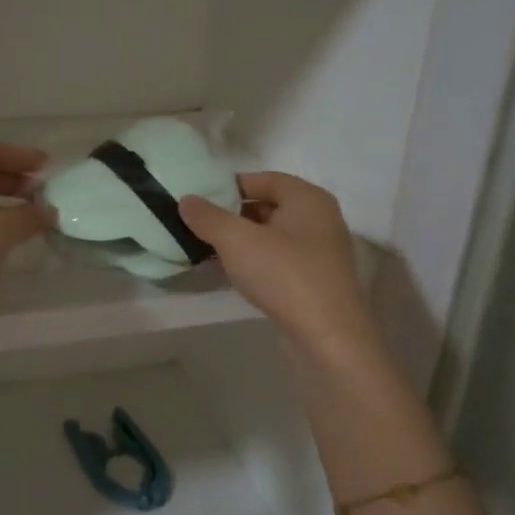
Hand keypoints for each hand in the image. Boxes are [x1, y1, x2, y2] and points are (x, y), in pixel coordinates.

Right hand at [179, 173, 377, 359]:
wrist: (327, 336)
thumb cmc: (284, 275)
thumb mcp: (236, 241)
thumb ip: (208, 217)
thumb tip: (186, 200)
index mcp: (307, 197)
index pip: (263, 179)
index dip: (229, 186)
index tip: (200, 200)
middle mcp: (320, 218)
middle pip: (269, 205)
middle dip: (233, 214)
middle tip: (201, 226)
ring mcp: (322, 251)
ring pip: (274, 235)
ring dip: (243, 240)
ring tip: (211, 250)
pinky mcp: (317, 279)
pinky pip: (281, 259)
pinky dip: (257, 260)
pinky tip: (235, 274)